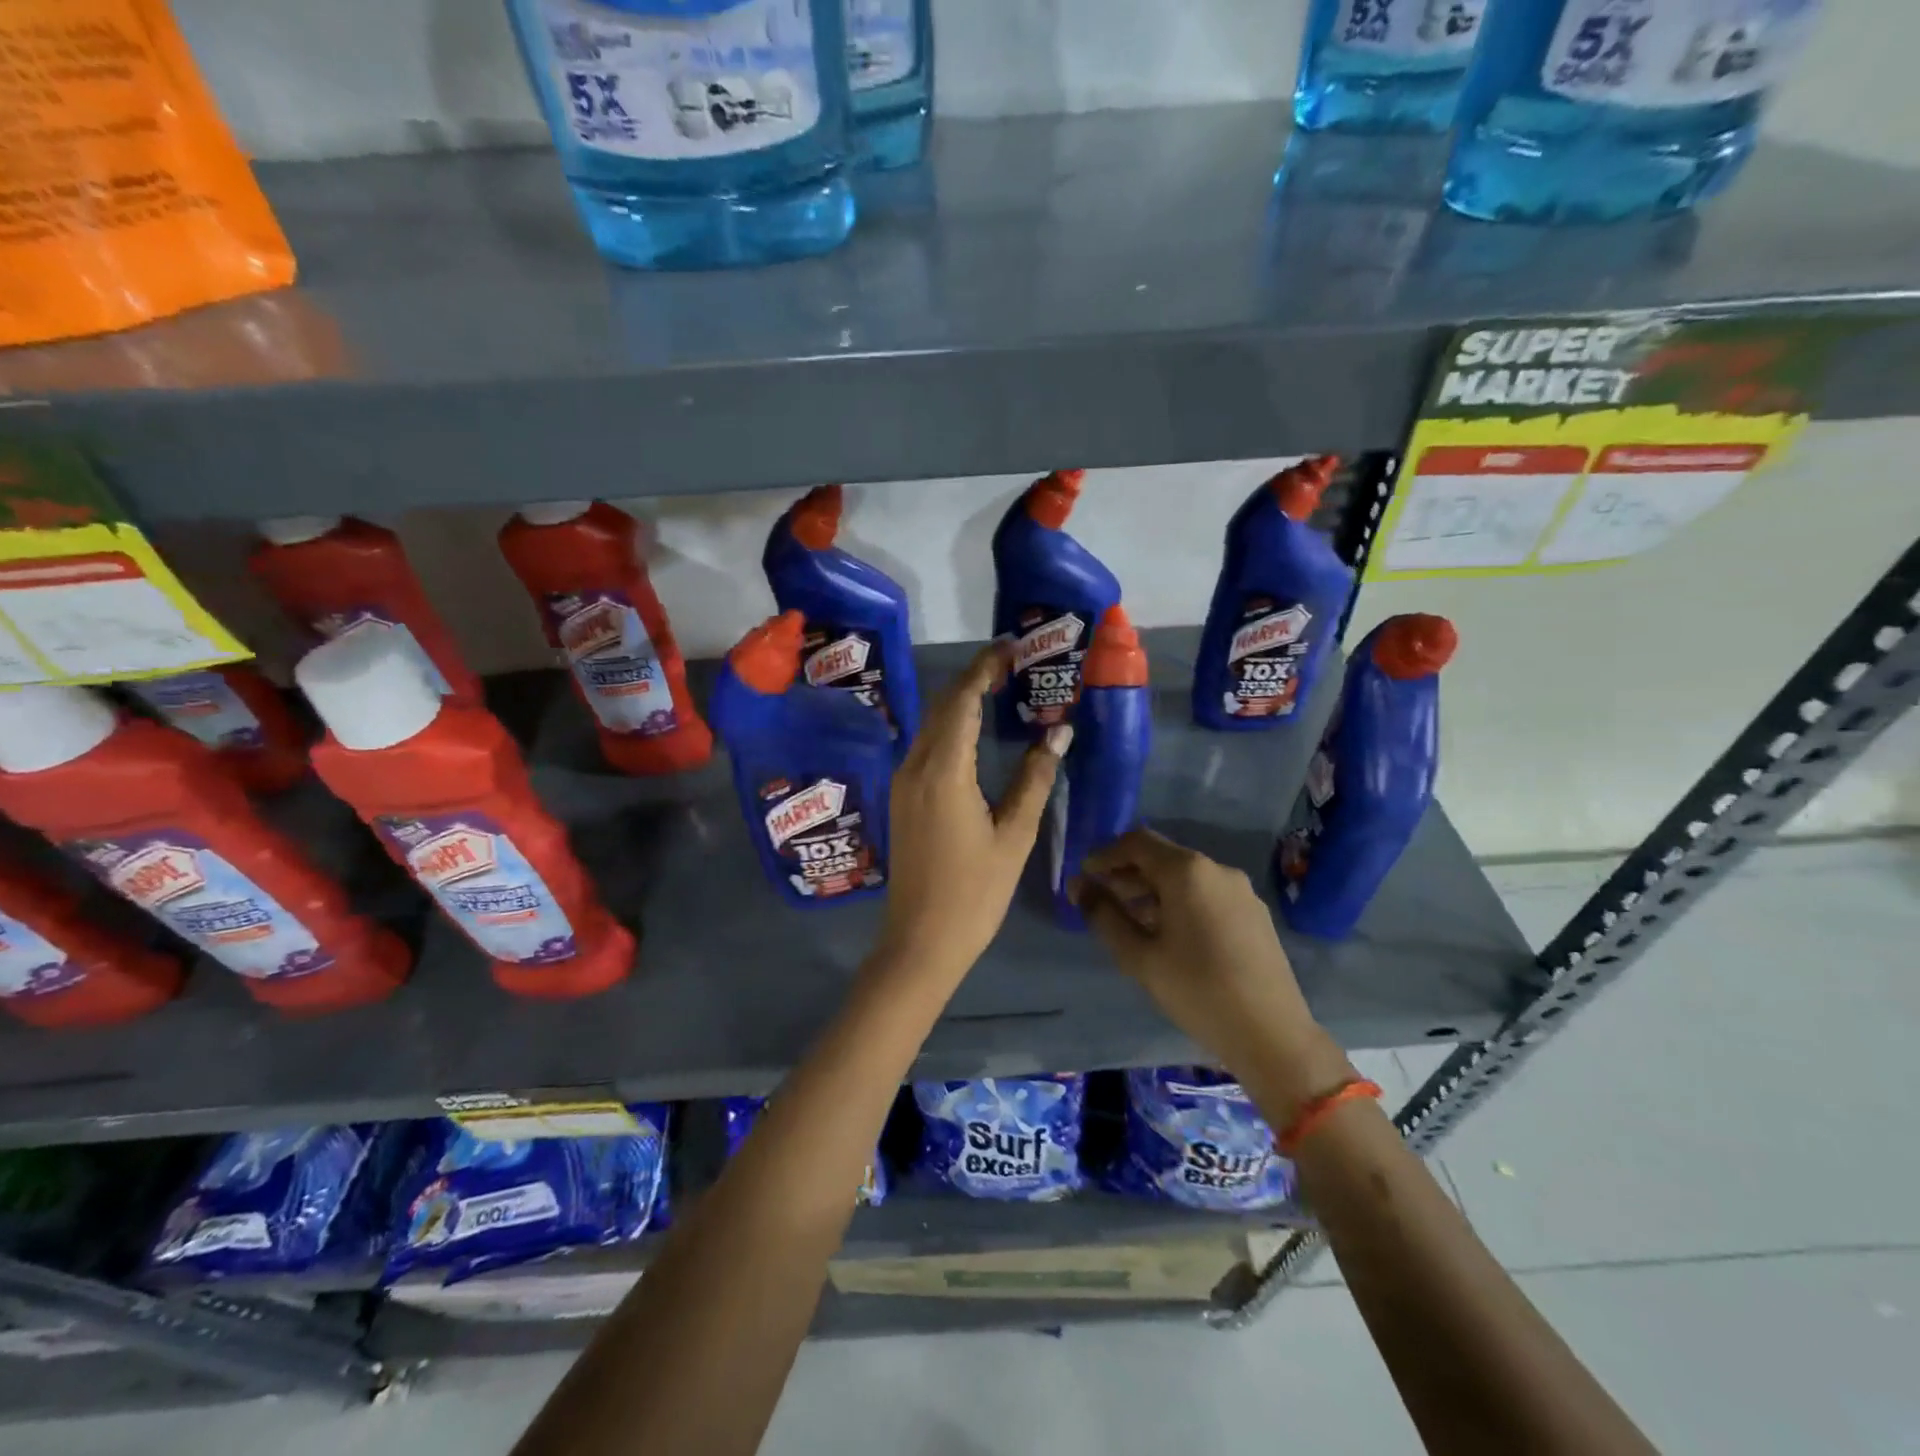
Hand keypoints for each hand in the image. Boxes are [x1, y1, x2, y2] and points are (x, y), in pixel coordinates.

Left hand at [878, 641, 1069, 980]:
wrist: (920, 941)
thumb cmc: (974, 893)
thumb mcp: (1014, 836)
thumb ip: (1034, 779)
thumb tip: (1058, 733)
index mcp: (944, 771)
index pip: (963, 700)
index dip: (986, 668)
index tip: (1012, 647)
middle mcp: (915, 766)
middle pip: (943, 706)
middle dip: (974, 678)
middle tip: (1011, 663)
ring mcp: (903, 782)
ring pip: (930, 725)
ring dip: (960, 701)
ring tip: (998, 689)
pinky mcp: (902, 798)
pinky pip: (925, 746)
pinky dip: (949, 726)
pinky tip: (973, 731)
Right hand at [1072, 829, 1350, 1117]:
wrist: (1272, 1035)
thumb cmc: (1197, 991)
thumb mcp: (1139, 955)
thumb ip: (1103, 915)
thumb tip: (1079, 887)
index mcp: (1187, 871)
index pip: (1137, 842)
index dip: (1105, 855)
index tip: (1083, 878)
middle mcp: (1216, 870)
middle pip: (1161, 857)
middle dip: (1126, 874)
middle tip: (1099, 900)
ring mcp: (1240, 891)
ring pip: (1184, 878)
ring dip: (1151, 890)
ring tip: (1127, 920)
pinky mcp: (1253, 914)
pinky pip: (1205, 894)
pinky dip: (1177, 902)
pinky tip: (1166, 934)